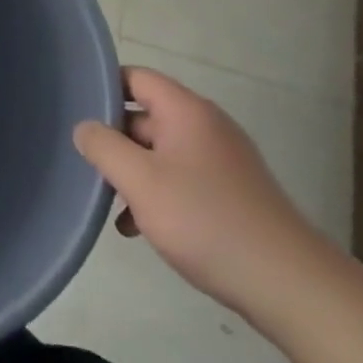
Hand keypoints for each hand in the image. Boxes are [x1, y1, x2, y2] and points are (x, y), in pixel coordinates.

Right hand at [73, 68, 327, 314]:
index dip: (102, 88)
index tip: (74, 111)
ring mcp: (222, 161)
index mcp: (186, 111)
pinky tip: (137, 228)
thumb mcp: (140, 181)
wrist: (288, 285)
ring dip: (133, 172)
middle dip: (114, 139)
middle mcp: (206, 127)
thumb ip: (103, 146)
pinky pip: (181, 179)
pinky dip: (156, 195)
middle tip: (85, 164)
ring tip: (108, 202)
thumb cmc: (206, 221)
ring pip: (160, 152)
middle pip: (145, 116)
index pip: (135, 78)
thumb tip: (84, 127)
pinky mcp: (231, 194)